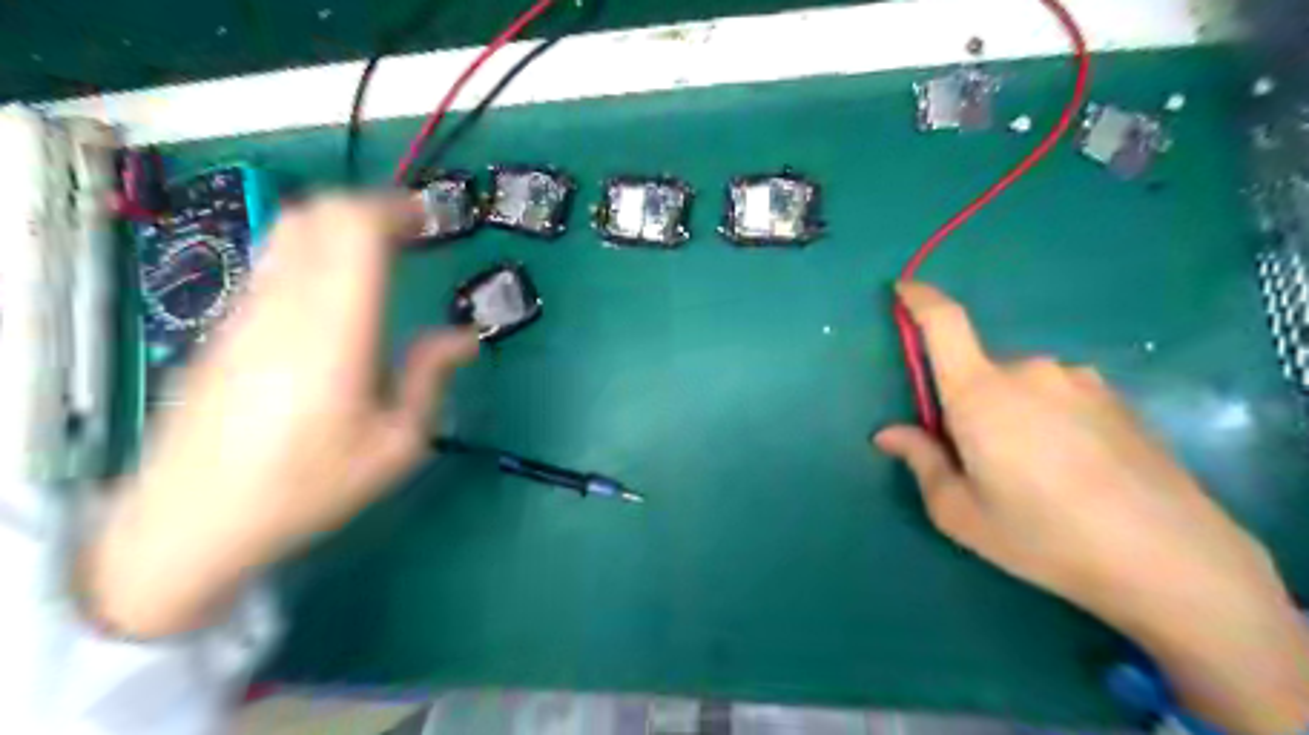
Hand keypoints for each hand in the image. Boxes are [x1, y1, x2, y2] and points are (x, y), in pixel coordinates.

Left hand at [78, 191, 476, 636]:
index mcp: (333, 332)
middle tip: (413, 232)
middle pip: (318, 214)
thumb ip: (429, 378)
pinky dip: (315, 251)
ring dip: (340, 226)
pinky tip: (339, 290)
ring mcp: (248, 311)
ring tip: (382, 254)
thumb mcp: (394, 445)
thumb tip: (463, 338)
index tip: (429, 219)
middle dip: (370, 208)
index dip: (393, 209)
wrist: (189, 520)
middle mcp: (285, 307)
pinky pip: (275, 260)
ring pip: (290, 231)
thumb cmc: (307, 487)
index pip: (352, 230)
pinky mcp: (228, 325)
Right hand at [872, 280, 1308, 734]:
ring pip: (1022, 385)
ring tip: (1035, 472)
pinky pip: (1060, 396)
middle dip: (968, 402)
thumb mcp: (961, 512)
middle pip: (980, 369)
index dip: (920, 299)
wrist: (1170, 558)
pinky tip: (1074, 470)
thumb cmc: (1043, 535)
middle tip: (982, 459)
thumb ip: (921, 462)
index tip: (904, 290)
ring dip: (1012, 412)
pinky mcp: (1116, 397)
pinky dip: (1049, 419)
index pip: (944, 323)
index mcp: (980, 393)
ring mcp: (1079, 381)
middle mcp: (1029, 371)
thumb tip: (889, 434)